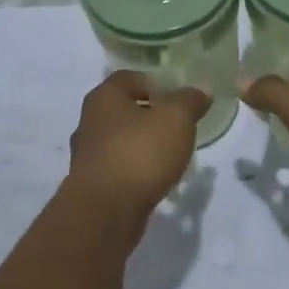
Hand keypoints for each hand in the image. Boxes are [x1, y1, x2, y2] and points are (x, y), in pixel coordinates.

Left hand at [67, 71, 210, 218]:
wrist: (105, 211)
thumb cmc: (140, 154)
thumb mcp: (176, 119)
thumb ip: (189, 101)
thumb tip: (201, 89)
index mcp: (104, 97)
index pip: (129, 77)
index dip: (156, 83)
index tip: (179, 98)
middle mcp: (89, 120)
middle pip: (124, 109)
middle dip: (151, 115)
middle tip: (179, 126)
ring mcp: (87, 154)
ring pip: (121, 140)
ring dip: (144, 144)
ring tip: (172, 155)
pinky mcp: (91, 183)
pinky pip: (119, 167)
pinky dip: (136, 169)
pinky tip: (156, 179)